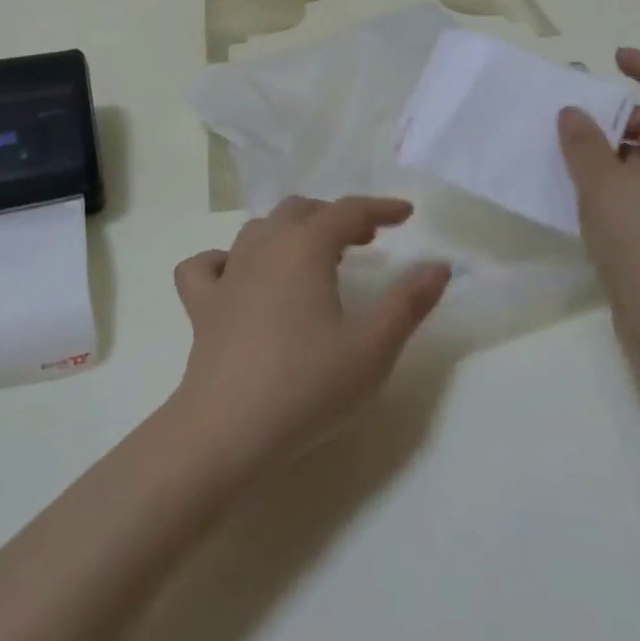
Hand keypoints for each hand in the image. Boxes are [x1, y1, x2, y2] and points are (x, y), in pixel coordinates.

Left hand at [170, 196, 450, 472]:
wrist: (225, 432)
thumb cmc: (306, 386)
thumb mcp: (373, 347)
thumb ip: (409, 302)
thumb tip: (438, 265)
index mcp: (305, 247)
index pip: (348, 210)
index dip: (380, 208)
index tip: (406, 214)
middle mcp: (263, 248)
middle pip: (302, 211)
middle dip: (336, 216)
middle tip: (365, 239)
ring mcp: (227, 275)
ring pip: (259, 230)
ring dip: (291, 231)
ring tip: (314, 255)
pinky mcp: (201, 306)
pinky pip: (207, 265)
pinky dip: (226, 260)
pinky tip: (238, 277)